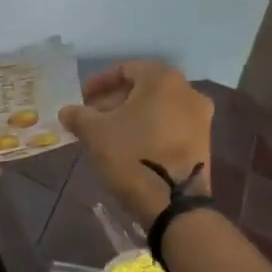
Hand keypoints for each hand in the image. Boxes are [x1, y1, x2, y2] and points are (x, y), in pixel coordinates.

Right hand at [59, 61, 213, 224]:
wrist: (173, 203)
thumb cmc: (131, 156)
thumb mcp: (94, 133)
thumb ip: (78, 115)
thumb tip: (68, 110)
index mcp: (162, 79)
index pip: (126, 69)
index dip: (99, 83)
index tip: (82, 99)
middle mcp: (187, 91)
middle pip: (144, 87)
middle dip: (115, 100)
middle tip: (92, 118)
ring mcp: (200, 117)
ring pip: (158, 107)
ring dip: (132, 116)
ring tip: (108, 135)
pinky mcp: (204, 142)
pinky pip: (171, 125)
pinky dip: (150, 129)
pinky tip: (131, 147)